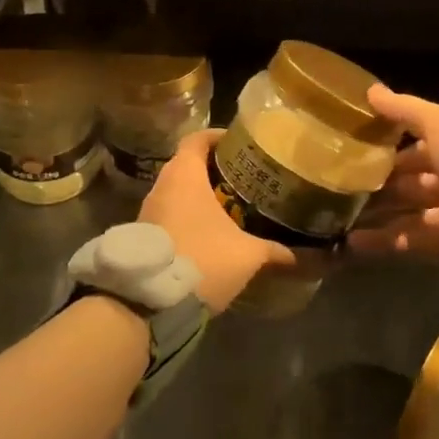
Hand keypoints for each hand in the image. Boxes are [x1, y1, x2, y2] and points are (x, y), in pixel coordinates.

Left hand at [139, 130, 291, 312]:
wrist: (151, 302)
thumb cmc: (203, 259)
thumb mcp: (246, 255)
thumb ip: (271, 250)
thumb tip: (294, 255)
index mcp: (185, 176)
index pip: (197, 139)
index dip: (217, 136)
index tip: (238, 142)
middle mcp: (162, 186)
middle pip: (187, 164)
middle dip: (212, 167)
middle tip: (240, 175)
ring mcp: (148, 211)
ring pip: (176, 191)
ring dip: (198, 194)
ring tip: (228, 203)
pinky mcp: (144, 235)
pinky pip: (168, 213)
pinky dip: (187, 215)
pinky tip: (208, 231)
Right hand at [348, 85, 438, 285]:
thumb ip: (406, 109)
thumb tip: (371, 90)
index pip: (415, 141)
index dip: (385, 142)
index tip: (349, 144)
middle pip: (409, 178)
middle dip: (378, 180)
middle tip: (338, 184)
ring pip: (407, 210)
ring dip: (376, 212)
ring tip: (338, 214)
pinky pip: (412, 242)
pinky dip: (385, 242)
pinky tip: (352, 241)